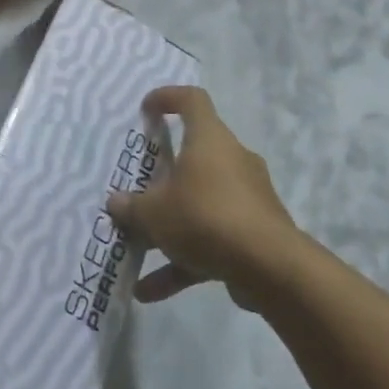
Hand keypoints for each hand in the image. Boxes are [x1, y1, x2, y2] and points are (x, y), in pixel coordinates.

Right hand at [106, 86, 302, 311]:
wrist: (272, 270)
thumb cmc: (205, 217)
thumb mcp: (154, 213)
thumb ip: (131, 207)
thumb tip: (115, 203)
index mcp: (209, 140)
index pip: (192, 100)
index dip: (167, 98)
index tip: (146, 111)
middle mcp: (232, 161)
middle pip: (195, 156)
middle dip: (165, 175)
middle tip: (139, 188)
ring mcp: (248, 198)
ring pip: (201, 202)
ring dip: (170, 226)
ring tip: (138, 251)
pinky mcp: (256, 234)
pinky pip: (213, 238)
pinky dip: (185, 259)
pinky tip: (152, 290)